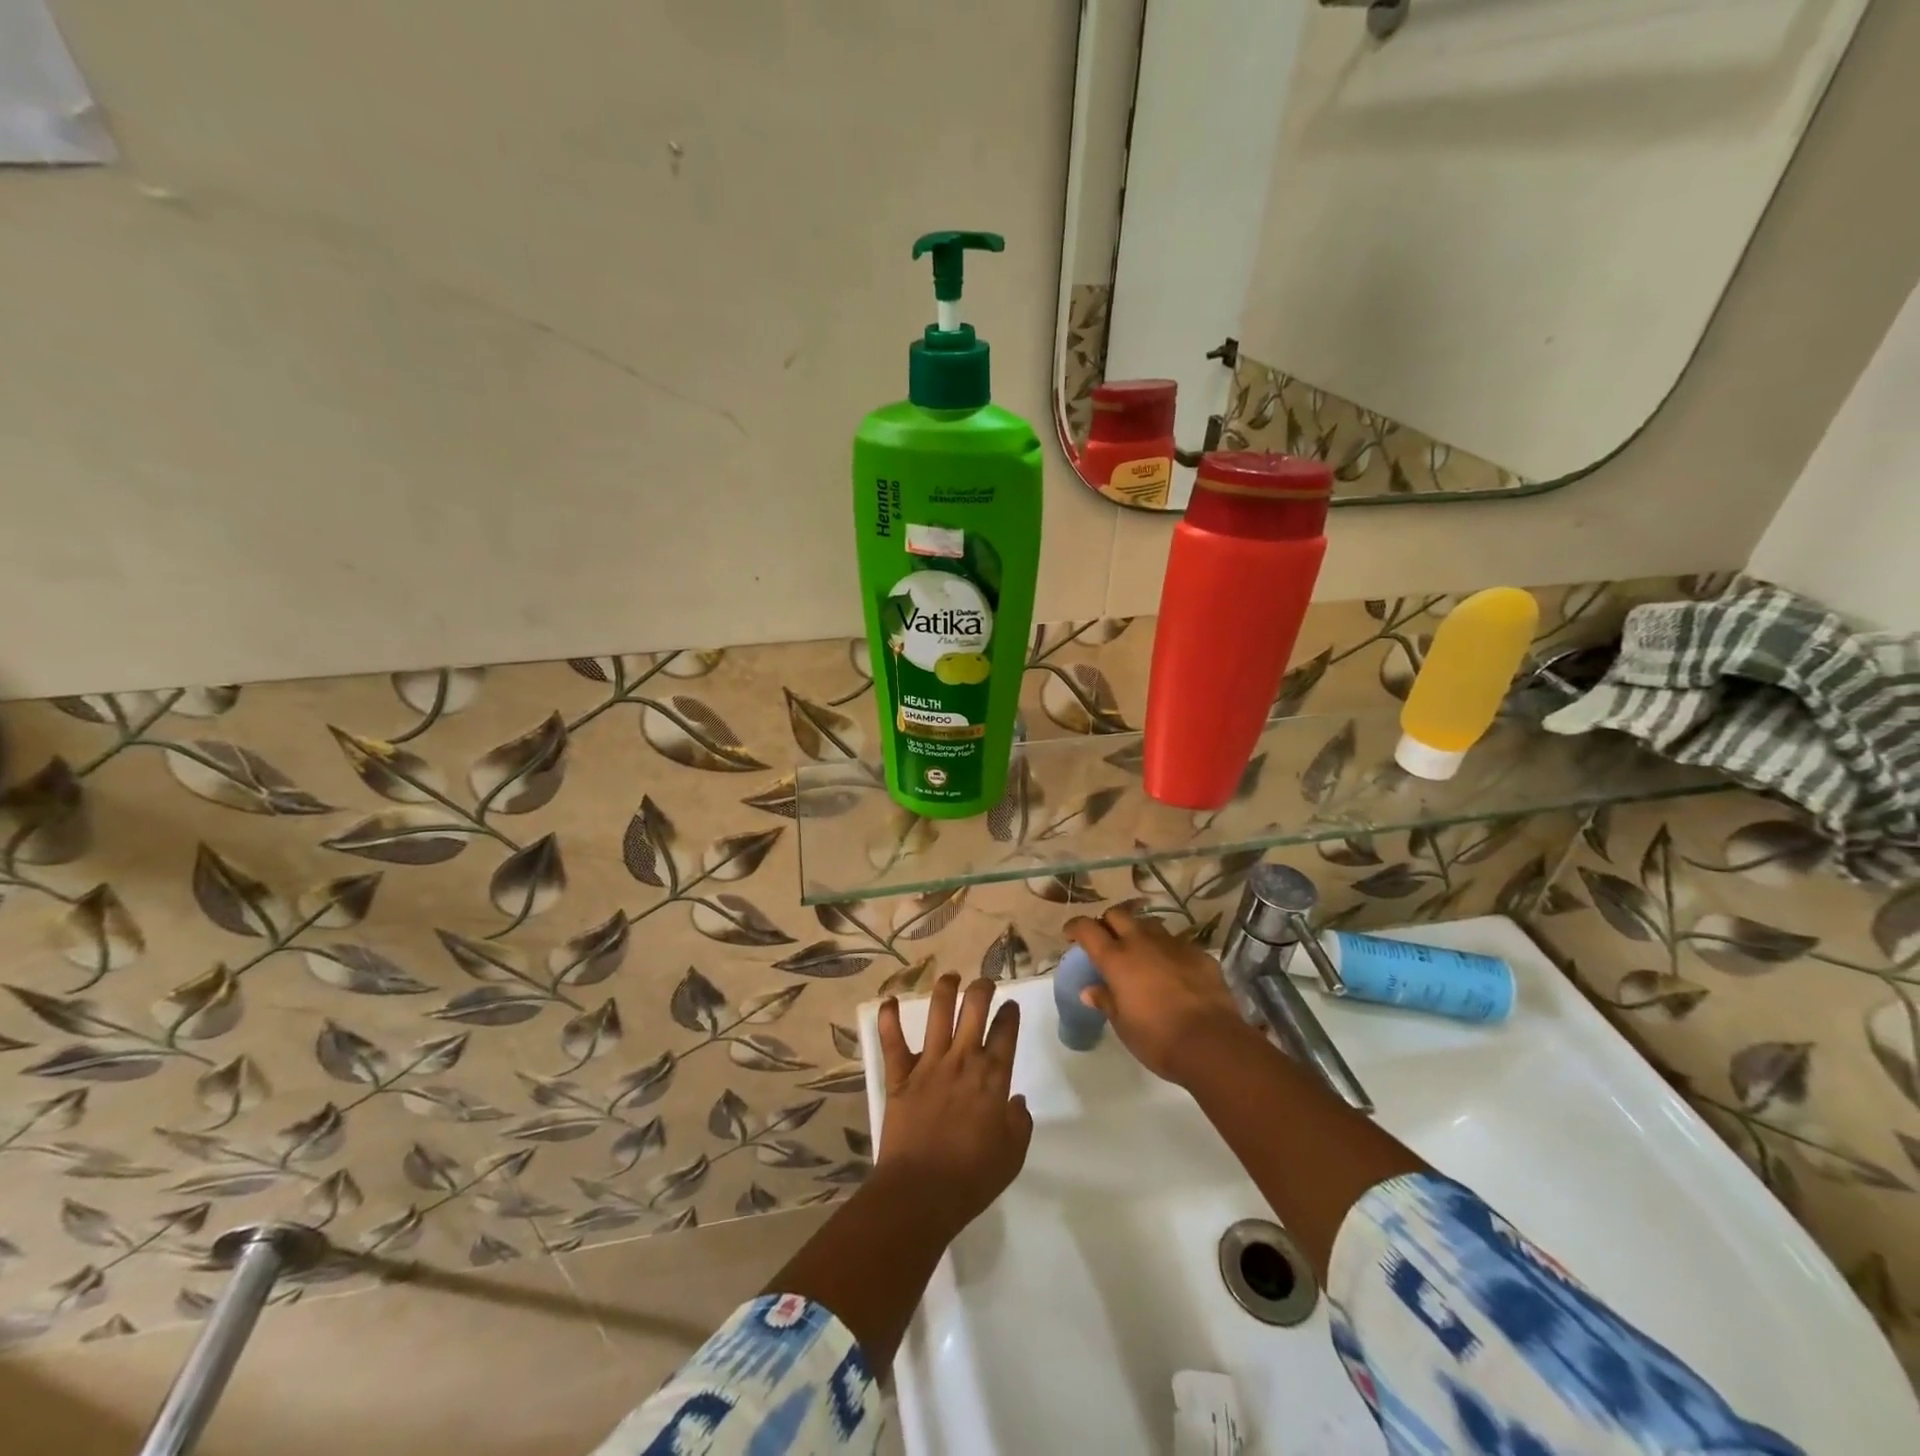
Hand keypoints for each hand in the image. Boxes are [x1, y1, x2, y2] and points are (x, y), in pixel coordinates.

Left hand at [875, 974, 1032, 1234]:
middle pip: (974, 1009)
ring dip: (945, 989)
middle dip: (982, 989)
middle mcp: (962, 1060)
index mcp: (992, 1077)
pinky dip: (888, 1019)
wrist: (921, 1192)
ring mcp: (928, 1064)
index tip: (1010, 1006)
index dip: (1009, 1014)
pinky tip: (887, 1000)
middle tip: (984, 983)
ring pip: (937, 1013)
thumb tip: (1016, 1100)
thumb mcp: (1012, 1155)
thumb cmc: (972, 1178)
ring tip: (950, 977)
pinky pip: (892, 1041)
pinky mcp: (899, 1076)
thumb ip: (1019, 1122)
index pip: (1005, 1032)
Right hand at [1064, 906, 1255, 1084]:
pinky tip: (1173, 971)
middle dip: (1108, 922)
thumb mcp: (1123, 1024)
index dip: (1075, 927)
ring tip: (1141, 952)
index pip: (1087, 928)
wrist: (1212, 1043)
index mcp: (1116, 959)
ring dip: (1140, 933)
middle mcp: (1142, 943)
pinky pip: (1178, 944)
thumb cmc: (1157, 1038)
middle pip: (1118, 914)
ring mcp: (1173, 945)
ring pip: (1150, 925)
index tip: (1070, 934)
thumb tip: (1090, 991)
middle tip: (1107, 940)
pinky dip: (1168, 952)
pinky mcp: (1199, 954)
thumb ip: (1106, 1001)